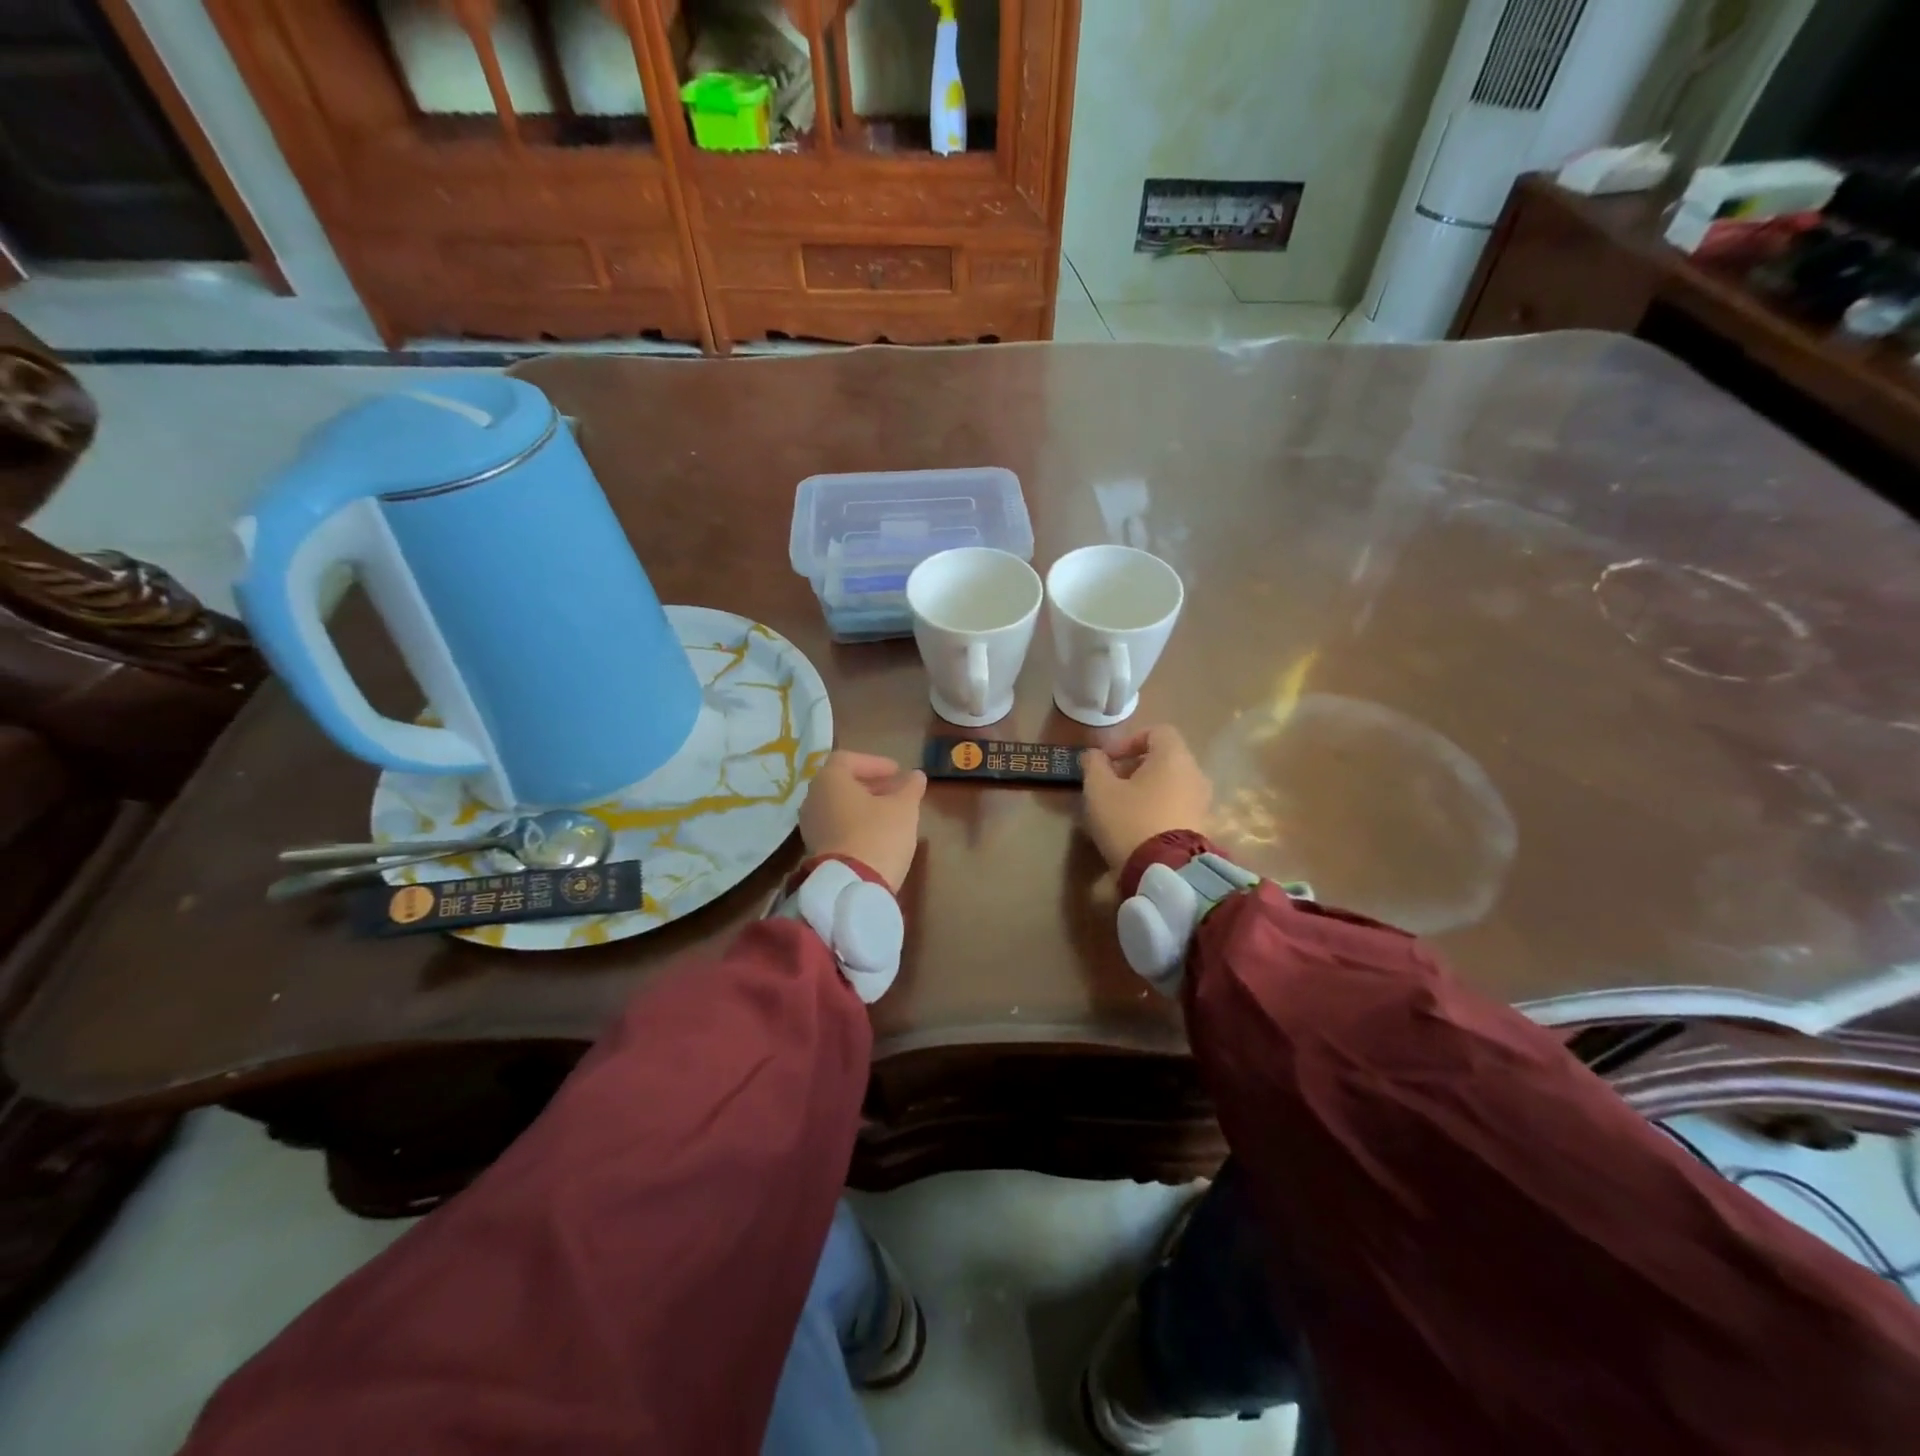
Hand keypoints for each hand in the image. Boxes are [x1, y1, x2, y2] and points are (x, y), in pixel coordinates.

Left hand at [800, 751, 926, 892]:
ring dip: (863, 804)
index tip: (897, 772)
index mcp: (829, 780)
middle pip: (841, 783)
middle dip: (870, 784)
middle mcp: (813, 798)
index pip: (848, 759)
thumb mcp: (903, 808)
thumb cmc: (878, 835)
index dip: (874, 763)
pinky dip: (854, 822)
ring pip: (838, 806)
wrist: (851, 887)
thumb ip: (910, 788)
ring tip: (890, 812)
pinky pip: (835, 826)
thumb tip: (916, 775)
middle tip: (896, 790)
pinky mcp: (815, 849)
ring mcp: (811, 825)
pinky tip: (876, 833)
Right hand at [1080, 725, 1211, 872]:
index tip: (1106, 760)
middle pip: (1163, 759)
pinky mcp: (1202, 827)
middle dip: (1133, 768)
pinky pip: (1176, 807)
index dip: (1128, 741)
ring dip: (1145, 790)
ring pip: (1170, 784)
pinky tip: (1136, 828)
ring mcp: (1202, 802)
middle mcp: (1195, 774)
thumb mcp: (1099, 790)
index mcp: (1173, 757)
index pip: (1157, 732)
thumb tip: (1094, 754)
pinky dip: (1157, 809)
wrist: (1166, 872)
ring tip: (1119, 809)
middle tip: (1109, 785)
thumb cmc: (1129, 820)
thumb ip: (1094, 765)